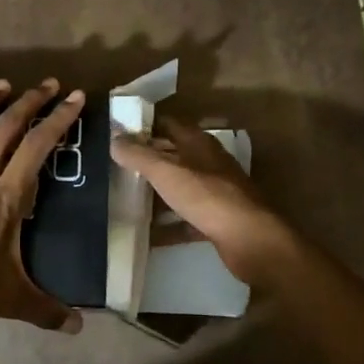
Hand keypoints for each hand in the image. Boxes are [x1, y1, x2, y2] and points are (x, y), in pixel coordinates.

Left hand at [0, 80, 86, 336]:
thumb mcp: (12, 299)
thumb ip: (47, 310)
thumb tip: (79, 328)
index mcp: (7, 198)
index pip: (38, 148)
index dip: (58, 120)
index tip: (74, 98)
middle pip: (7, 129)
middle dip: (30, 102)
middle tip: (47, 84)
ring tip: (2, 84)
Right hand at [111, 114, 295, 285]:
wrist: (249, 239)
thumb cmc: (207, 197)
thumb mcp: (166, 172)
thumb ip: (139, 155)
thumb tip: (114, 139)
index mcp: (199, 144)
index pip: (168, 124)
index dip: (144, 125)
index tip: (118, 132)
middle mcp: (209, 163)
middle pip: (173, 156)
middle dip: (147, 160)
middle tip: (115, 166)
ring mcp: (215, 192)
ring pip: (179, 187)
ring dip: (156, 192)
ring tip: (125, 198)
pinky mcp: (217, 220)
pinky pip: (185, 218)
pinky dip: (168, 224)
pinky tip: (147, 233)